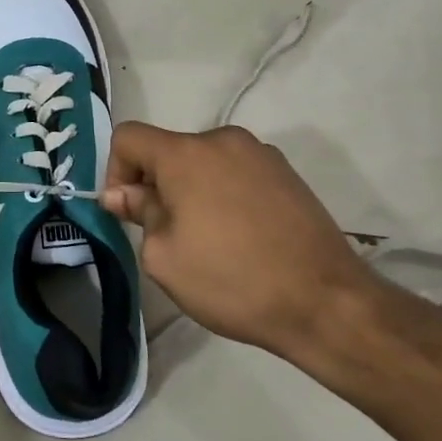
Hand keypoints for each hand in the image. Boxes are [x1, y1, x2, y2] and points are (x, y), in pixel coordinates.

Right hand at [101, 122, 379, 357]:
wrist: (326, 303)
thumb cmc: (232, 280)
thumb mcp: (164, 257)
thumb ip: (138, 214)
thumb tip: (123, 194)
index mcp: (186, 153)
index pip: (128, 137)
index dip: (115, 171)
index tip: (129, 213)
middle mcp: (223, 140)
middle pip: (169, 150)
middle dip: (157, 185)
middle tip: (168, 234)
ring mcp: (260, 154)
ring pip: (204, 162)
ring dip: (193, 190)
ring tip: (210, 239)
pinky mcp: (287, 173)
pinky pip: (237, 173)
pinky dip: (225, 194)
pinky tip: (242, 236)